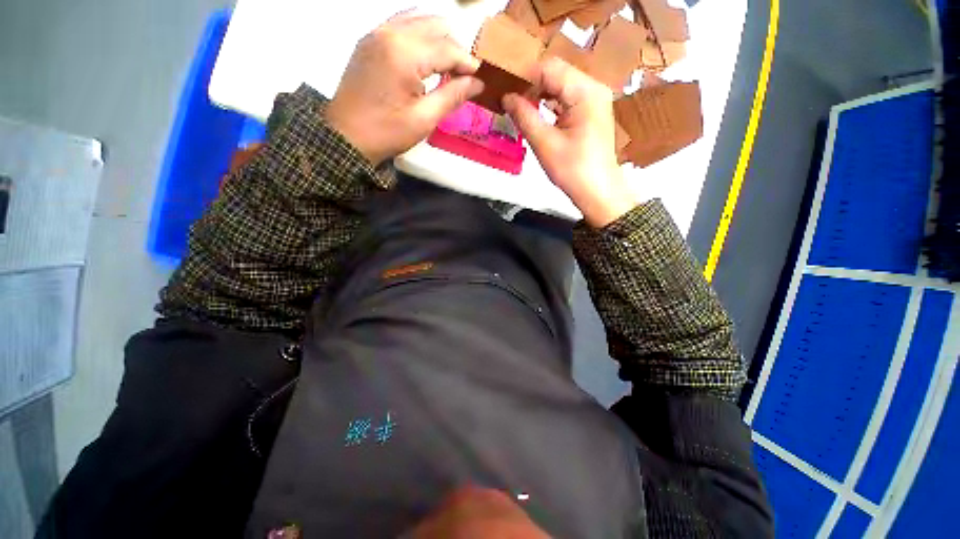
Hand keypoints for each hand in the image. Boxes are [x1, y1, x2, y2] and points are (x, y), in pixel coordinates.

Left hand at [325, 13, 483, 164]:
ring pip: (419, 20)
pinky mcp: (370, 40)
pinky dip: (420, 36)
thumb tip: (478, 83)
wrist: (346, 137)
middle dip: (455, 48)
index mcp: (405, 54)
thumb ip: (453, 96)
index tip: (481, 79)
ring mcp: (377, 33)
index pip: (448, 48)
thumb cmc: (386, 132)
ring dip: (439, 40)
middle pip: (436, 26)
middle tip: (464, 76)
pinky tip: (426, 58)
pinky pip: (402, 25)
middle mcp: (391, 32)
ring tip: (448, 67)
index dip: (468, 64)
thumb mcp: (424, 119)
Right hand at [502, 58, 636, 227]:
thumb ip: (524, 116)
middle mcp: (593, 88)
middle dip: (530, 84)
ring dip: (538, 94)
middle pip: (556, 74)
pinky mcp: (591, 112)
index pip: (549, 68)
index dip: (524, 76)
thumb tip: (506, 96)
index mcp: (585, 92)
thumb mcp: (545, 144)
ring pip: (560, 86)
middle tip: (508, 98)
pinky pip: (566, 99)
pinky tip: (534, 113)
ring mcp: (594, 100)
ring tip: (517, 106)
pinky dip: (549, 104)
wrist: (597, 192)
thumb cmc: (572, 170)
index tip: (502, 87)